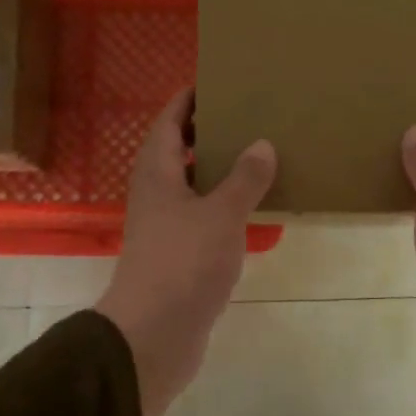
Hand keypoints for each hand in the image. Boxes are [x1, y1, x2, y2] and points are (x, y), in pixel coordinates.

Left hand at [96, 89, 275, 415]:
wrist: (153, 334)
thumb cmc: (183, 264)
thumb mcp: (221, 215)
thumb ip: (244, 178)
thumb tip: (262, 144)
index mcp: (158, 173)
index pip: (168, 122)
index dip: (187, 100)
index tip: (216, 82)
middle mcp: (156, 194)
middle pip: (177, 151)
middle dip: (206, 132)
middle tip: (246, 116)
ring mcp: (164, 227)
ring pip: (191, 186)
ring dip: (216, 169)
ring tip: (256, 155)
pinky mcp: (177, 256)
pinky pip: (201, 216)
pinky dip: (222, 205)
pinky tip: (251, 208)